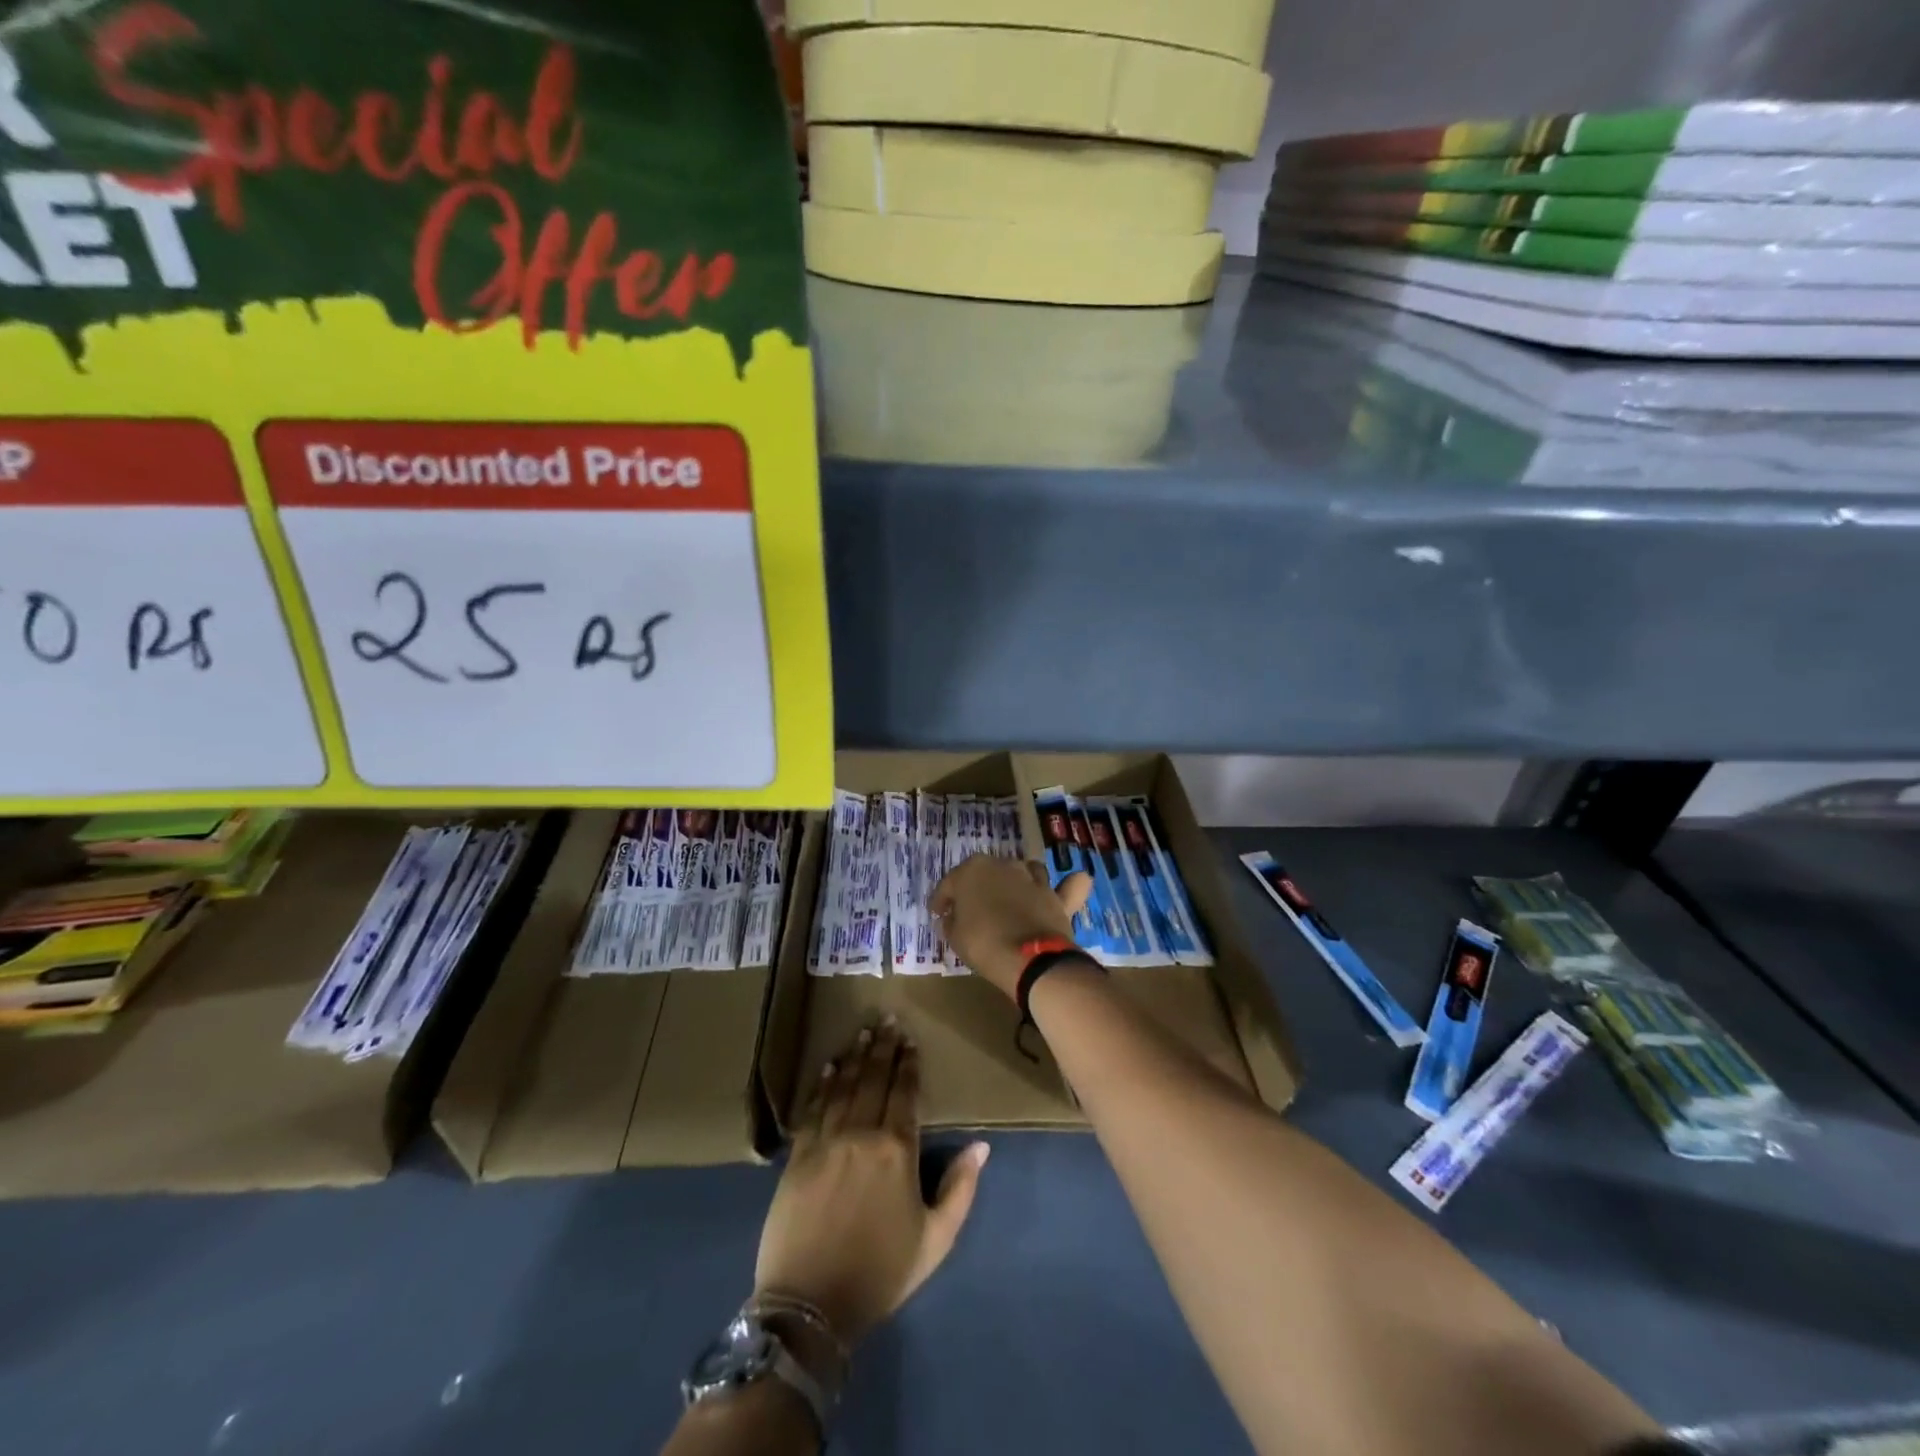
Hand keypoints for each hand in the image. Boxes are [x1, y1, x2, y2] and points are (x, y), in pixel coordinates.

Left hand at [754, 1018, 986, 1347]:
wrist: (811, 1305)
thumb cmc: (881, 1273)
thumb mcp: (936, 1240)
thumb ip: (960, 1189)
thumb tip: (981, 1146)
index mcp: (898, 1150)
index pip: (905, 1093)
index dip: (908, 1065)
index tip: (909, 1040)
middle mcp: (862, 1134)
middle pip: (874, 1080)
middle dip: (883, 1048)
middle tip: (887, 1020)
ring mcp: (827, 1141)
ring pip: (844, 1087)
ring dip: (855, 1057)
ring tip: (863, 1032)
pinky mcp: (798, 1155)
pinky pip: (814, 1109)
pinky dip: (823, 1085)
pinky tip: (830, 1067)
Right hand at [929, 855, 1092, 998]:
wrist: (1029, 957)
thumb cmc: (983, 943)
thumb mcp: (955, 937)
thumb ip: (951, 922)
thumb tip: (951, 918)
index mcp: (973, 869)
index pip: (950, 883)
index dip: (942, 900)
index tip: (938, 913)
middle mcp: (1004, 865)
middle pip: (987, 874)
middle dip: (979, 889)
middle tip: (972, 911)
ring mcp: (1033, 878)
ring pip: (1024, 872)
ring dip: (1016, 883)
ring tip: (1011, 901)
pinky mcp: (1057, 896)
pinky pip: (1067, 886)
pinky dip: (1070, 885)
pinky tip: (1072, 884)